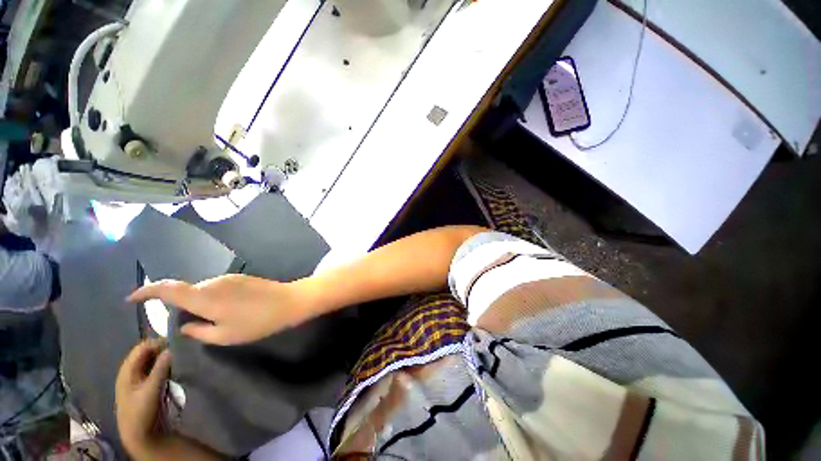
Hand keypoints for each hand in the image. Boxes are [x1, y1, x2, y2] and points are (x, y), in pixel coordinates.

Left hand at [115, 339, 171, 457]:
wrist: (139, 435)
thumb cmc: (141, 412)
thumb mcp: (151, 390)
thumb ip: (159, 369)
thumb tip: (171, 348)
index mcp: (127, 371)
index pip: (142, 348)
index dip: (157, 342)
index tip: (176, 342)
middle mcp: (131, 371)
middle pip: (146, 353)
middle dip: (162, 348)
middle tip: (181, 348)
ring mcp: (138, 379)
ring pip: (151, 360)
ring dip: (164, 357)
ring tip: (180, 356)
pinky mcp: (146, 385)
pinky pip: (155, 369)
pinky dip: (164, 365)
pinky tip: (174, 366)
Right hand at [127, 275, 308, 345]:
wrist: (289, 301)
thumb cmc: (257, 322)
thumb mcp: (225, 335)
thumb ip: (198, 331)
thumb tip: (183, 326)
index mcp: (204, 297)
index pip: (167, 289)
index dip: (146, 292)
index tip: (132, 299)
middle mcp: (213, 282)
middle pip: (186, 292)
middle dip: (181, 307)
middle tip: (191, 325)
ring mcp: (228, 278)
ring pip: (202, 291)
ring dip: (200, 304)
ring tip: (217, 320)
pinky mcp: (241, 277)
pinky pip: (217, 288)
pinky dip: (213, 299)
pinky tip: (230, 311)